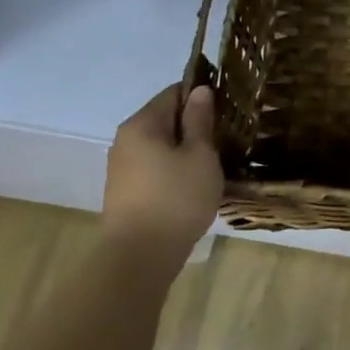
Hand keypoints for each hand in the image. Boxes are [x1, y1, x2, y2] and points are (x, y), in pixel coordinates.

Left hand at [102, 83, 224, 264]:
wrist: (139, 259)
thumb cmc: (176, 199)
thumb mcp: (200, 155)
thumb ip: (199, 120)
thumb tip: (199, 90)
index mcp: (142, 124)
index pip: (174, 92)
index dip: (202, 96)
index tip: (227, 110)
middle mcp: (126, 139)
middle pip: (165, 118)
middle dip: (194, 124)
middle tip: (225, 137)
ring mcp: (122, 167)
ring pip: (161, 144)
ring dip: (185, 149)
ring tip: (213, 162)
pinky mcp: (125, 191)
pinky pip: (154, 166)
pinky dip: (174, 168)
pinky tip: (193, 183)